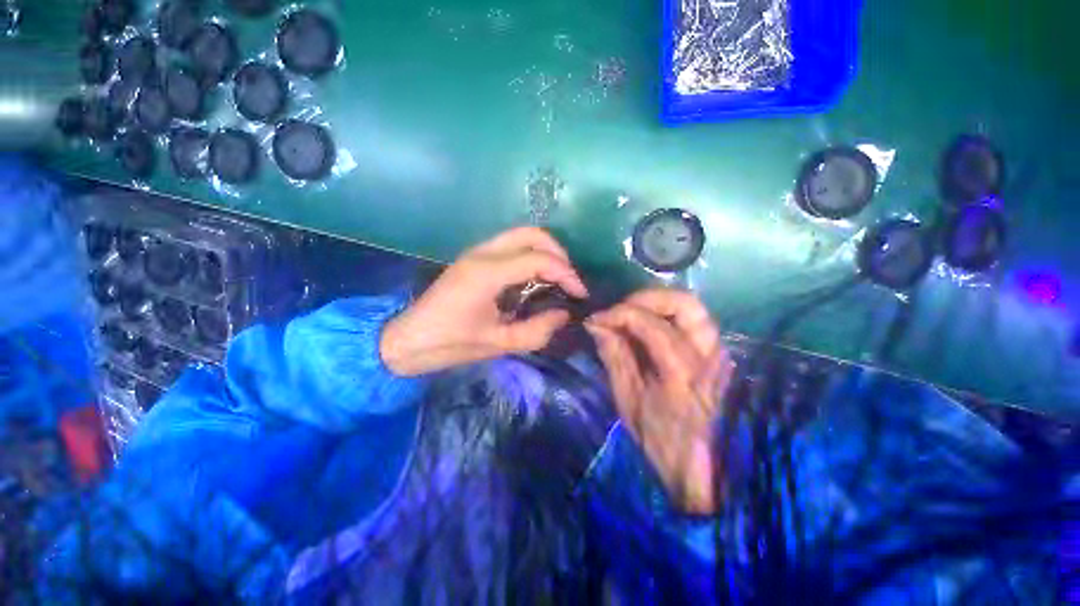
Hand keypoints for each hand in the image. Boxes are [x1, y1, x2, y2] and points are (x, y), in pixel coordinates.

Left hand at [381, 227, 587, 376]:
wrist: (408, 340)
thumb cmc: (449, 344)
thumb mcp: (498, 344)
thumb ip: (537, 331)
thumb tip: (564, 314)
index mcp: (487, 273)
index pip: (539, 259)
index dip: (567, 274)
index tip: (580, 293)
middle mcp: (483, 253)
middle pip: (532, 234)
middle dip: (559, 254)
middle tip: (570, 280)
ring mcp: (477, 252)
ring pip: (522, 234)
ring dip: (546, 251)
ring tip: (558, 277)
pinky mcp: (475, 258)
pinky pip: (512, 245)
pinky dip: (531, 255)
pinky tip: (537, 277)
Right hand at [586, 289, 731, 513]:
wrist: (701, 470)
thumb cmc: (659, 441)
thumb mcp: (627, 401)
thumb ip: (614, 356)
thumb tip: (597, 324)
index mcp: (682, 376)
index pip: (650, 325)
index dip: (619, 314)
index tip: (596, 319)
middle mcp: (707, 358)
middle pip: (685, 304)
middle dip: (645, 298)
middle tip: (619, 309)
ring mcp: (718, 355)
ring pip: (694, 307)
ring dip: (659, 302)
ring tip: (633, 312)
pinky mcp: (718, 355)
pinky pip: (693, 321)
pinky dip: (668, 314)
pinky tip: (649, 324)